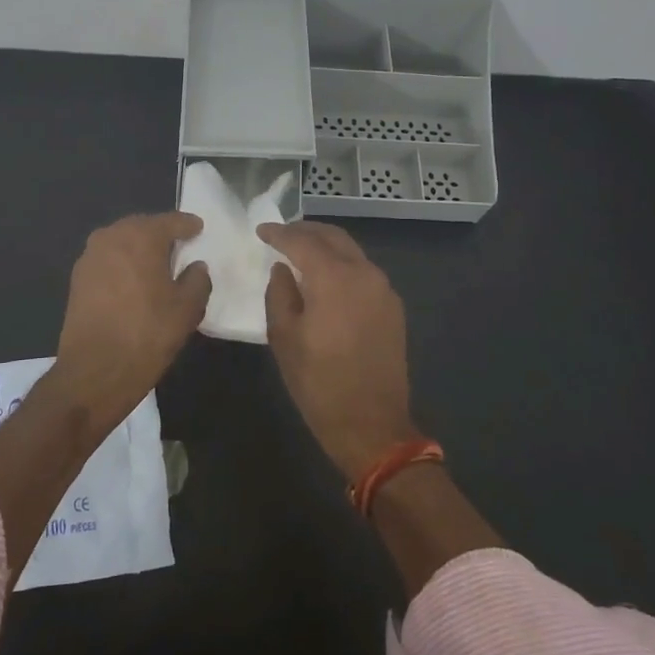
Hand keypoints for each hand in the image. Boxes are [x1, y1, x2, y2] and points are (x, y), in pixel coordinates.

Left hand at [53, 212, 210, 425]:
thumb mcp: (187, 308)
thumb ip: (198, 280)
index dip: (187, 225)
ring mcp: (90, 257)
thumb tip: (196, 266)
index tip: (199, 228)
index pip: (170, 221)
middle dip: (160, 233)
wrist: (95, 371)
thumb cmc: (147, 333)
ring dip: (138, 248)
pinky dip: (122, 265)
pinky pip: (107, 261)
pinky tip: (133, 281)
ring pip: (121, 242)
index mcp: (141, 236)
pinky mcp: (77, 279)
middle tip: (178, 245)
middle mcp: (111, 237)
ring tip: (156, 264)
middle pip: (142, 227)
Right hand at [257, 222, 417, 480]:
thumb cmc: (318, 382)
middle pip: (333, 237)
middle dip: (306, 231)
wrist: (371, 424)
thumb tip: (282, 269)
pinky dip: (342, 264)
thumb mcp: (284, 338)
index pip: (302, 241)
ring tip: (301, 252)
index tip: (261, 231)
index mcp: (334, 278)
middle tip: (281, 235)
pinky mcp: (392, 306)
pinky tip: (326, 277)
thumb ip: (279, 294)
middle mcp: (364, 273)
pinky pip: (363, 271)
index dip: (279, 233)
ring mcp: (383, 289)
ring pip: (351, 251)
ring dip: (326, 246)